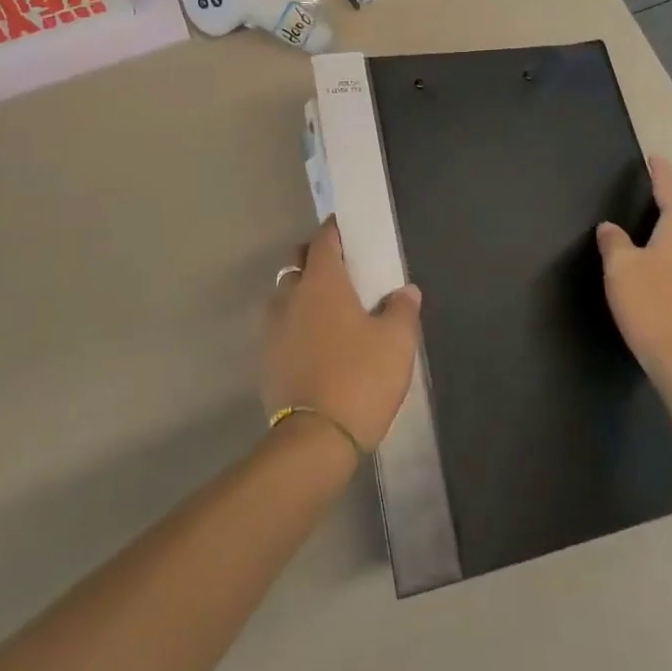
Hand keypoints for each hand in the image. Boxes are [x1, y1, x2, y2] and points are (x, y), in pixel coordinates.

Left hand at [263, 219, 422, 452]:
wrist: (314, 441)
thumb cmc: (360, 378)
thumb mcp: (397, 343)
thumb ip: (403, 310)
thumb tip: (405, 291)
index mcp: (322, 283)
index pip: (324, 240)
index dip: (335, 230)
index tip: (348, 229)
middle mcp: (291, 296)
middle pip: (297, 262)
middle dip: (314, 258)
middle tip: (340, 269)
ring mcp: (273, 329)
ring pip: (285, 295)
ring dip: (302, 293)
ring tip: (328, 308)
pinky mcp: (266, 359)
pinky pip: (281, 327)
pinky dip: (295, 324)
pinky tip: (315, 342)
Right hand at [596, 156, 671, 390]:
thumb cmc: (653, 305)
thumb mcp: (621, 268)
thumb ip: (614, 241)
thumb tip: (611, 228)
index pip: (670, 187)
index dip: (660, 171)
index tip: (654, 157)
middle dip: (667, 199)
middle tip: (647, 188)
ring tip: (650, 224)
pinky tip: (661, 261)